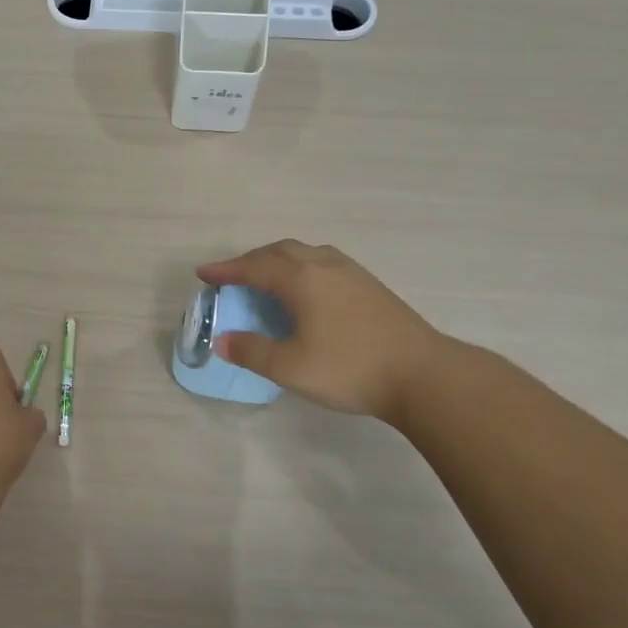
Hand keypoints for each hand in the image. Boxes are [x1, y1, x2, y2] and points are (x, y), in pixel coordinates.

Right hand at [197, 241, 445, 423]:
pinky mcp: (370, 286)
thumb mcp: (290, 367)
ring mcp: (351, 273)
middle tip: (231, 276)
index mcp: (302, 279)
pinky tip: (306, 290)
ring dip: (278, 260)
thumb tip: (223, 340)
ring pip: (305, 253)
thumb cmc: (350, 368)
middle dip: (250, 261)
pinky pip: (323, 262)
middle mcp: (324, 266)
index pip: (253, 267)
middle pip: (279, 252)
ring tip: (266, 278)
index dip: (225, 270)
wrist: (424, 375)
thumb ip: (252, 351)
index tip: (203, 274)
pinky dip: (301, 267)